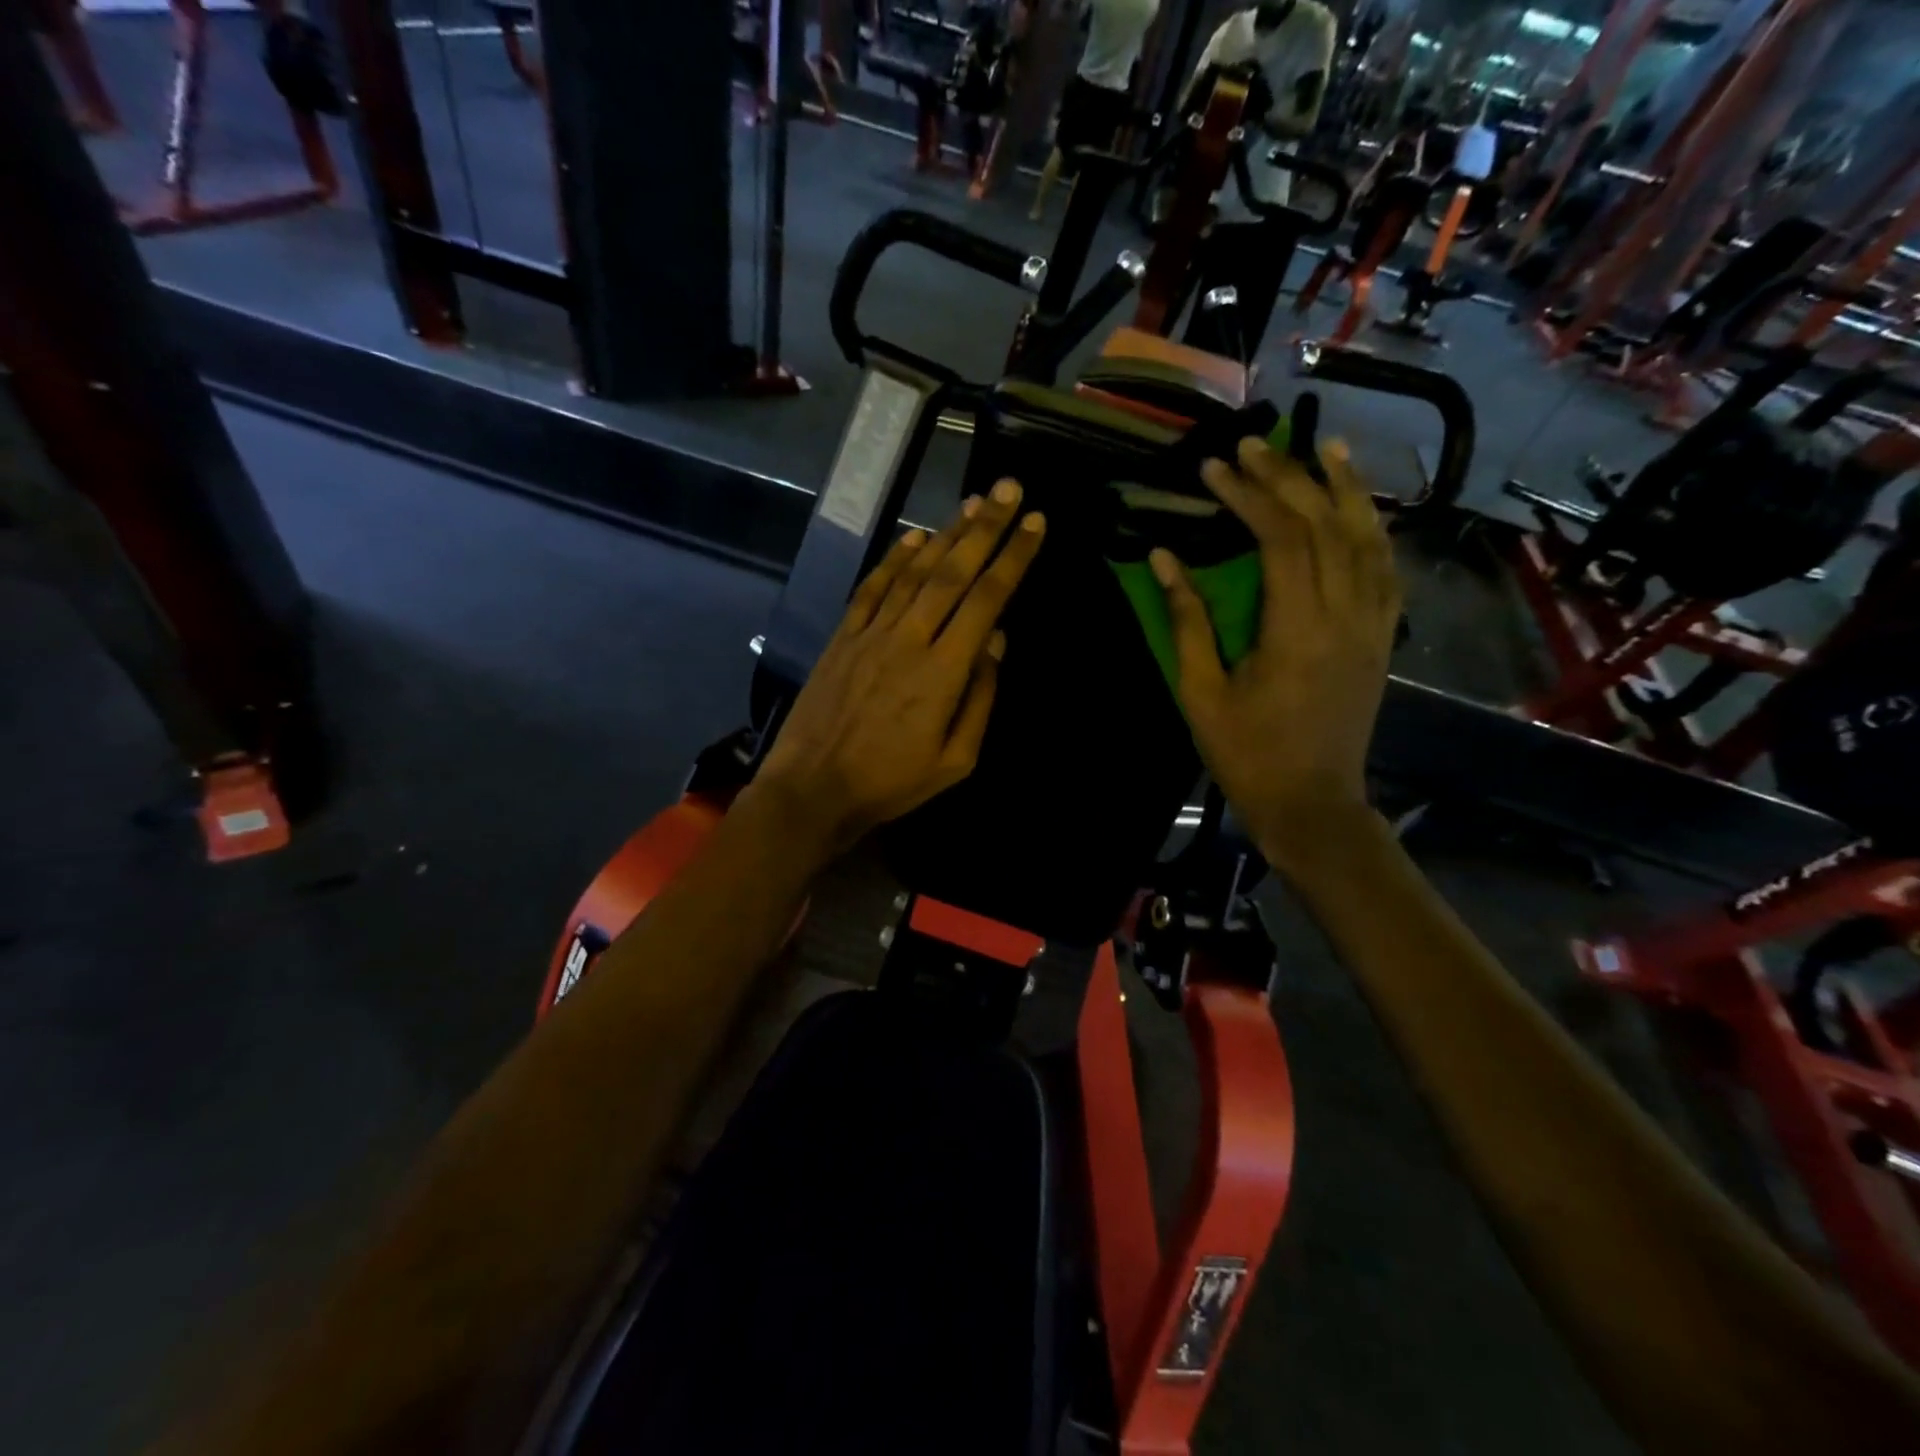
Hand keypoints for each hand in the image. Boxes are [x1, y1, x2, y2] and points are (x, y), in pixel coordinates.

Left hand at [751, 481, 1045, 857]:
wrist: (813, 788)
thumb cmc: (890, 783)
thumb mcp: (955, 761)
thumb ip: (979, 698)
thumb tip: (996, 641)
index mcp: (944, 671)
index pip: (987, 600)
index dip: (1014, 558)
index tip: (1036, 524)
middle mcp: (910, 639)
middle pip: (953, 572)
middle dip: (985, 527)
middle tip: (1009, 488)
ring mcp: (871, 633)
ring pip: (914, 572)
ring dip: (946, 533)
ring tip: (972, 502)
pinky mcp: (843, 637)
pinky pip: (872, 588)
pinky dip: (893, 559)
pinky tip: (914, 536)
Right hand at [1151, 436, 1399, 869]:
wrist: (1313, 803)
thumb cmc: (1247, 753)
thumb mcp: (1202, 692)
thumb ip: (1187, 621)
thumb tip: (1164, 558)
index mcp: (1298, 631)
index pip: (1282, 539)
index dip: (1249, 496)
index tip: (1215, 468)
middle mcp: (1347, 616)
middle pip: (1326, 525)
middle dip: (1289, 478)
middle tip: (1254, 444)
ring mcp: (1373, 625)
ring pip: (1369, 538)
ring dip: (1346, 488)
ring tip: (1325, 447)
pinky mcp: (1382, 637)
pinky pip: (1386, 569)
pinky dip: (1373, 529)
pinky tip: (1360, 507)